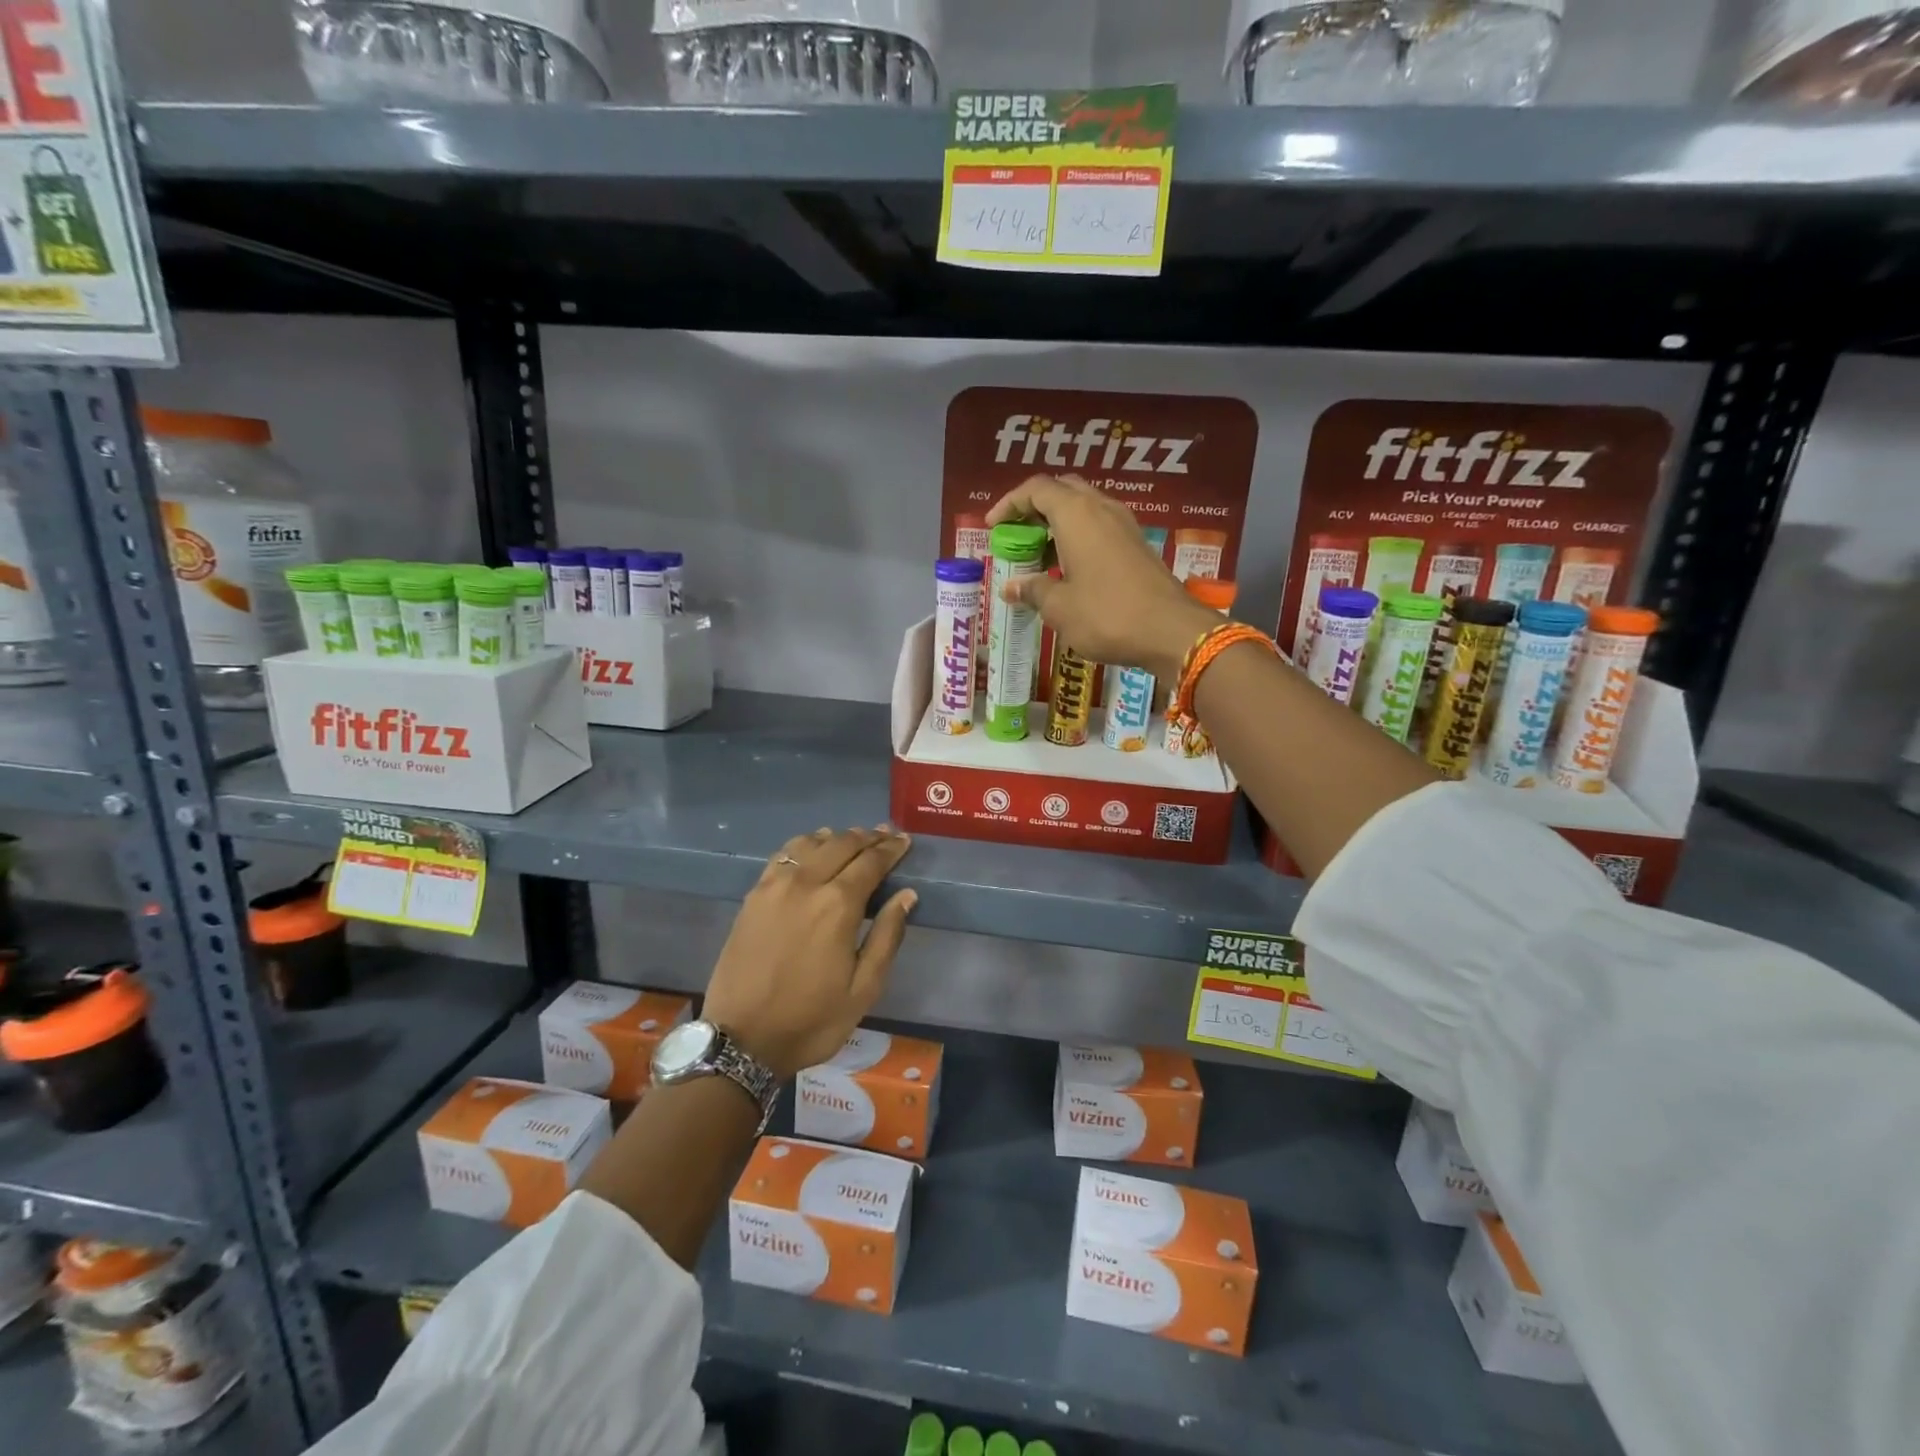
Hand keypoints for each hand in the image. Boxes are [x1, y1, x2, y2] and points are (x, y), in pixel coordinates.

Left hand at [702, 827, 916, 1079]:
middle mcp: (806, 884)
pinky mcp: (753, 896)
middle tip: (886, 835)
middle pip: (842, 844)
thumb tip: (906, 895)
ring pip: (810, 844)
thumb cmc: (811, 1020)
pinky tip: (812, 850)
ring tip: (852, 839)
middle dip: (868, 837)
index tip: (905, 840)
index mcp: (838, 905)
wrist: (741, 1041)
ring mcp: (775, 886)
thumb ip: (887, 936)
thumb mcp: (864, 989)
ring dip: (836, 838)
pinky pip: (782, 856)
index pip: (871, 862)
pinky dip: (804, 846)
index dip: (892, 849)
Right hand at [987, 474, 1216, 680]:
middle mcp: (1102, 509)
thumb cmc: (1107, 615)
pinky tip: (1068, 570)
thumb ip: (1033, 591)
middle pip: (1062, 491)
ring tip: (1038, 556)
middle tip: (1017, 536)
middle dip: (1034, 509)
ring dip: (1057, 525)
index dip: (1009, 503)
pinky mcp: (1137, 545)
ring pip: (1083, 509)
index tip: (992, 527)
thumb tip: (1011, 588)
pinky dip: (1078, 539)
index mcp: (1077, 514)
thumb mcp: (1059, 607)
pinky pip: (1100, 528)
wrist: (1171, 632)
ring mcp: (1124, 525)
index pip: (1036, 489)